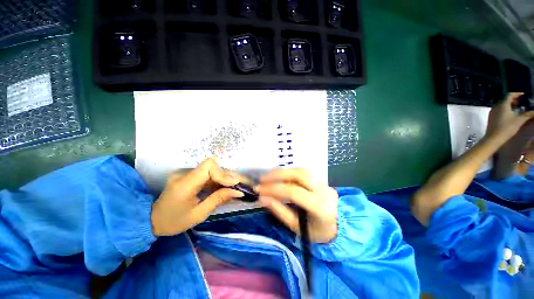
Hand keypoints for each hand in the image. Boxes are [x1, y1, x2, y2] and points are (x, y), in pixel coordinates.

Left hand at [151, 157, 243, 235]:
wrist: (152, 220)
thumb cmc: (174, 221)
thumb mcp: (199, 214)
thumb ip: (218, 199)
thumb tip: (238, 192)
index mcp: (185, 184)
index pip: (208, 166)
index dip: (223, 173)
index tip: (234, 184)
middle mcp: (184, 173)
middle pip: (212, 167)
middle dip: (227, 176)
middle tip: (240, 186)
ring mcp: (185, 172)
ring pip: (211, 170)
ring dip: (224, 178)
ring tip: (234, 187)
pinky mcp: (188, 174)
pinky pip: (206, 174)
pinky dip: (217, 180)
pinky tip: (223, 188)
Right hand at [256, 169, 338, 243]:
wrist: (339, 227)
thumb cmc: (316, 232)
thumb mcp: (296, 227)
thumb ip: (279, 211)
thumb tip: (262, 198)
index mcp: (320, 208)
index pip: (294, 192)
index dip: (274, 189)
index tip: (260, 191)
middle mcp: (324, 191)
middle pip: (299, 175)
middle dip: (278, 174)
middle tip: (263, 179)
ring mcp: (325, 184)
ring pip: (302, 170)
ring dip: (284, 171)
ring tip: (269, 176)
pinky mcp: (322, 180)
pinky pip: (304, 172)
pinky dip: (290, 172)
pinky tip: (281, 176)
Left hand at [487, 93, 533, 139]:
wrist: (493, 138)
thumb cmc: (507, 128)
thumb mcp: (519, 120)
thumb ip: (528, 114)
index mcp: (503, 105)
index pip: (510, 95)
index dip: (517, 94)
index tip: (524, 95)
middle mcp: (496, 106)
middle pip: (506, 99)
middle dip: (514, 99)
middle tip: (522, 101)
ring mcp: (492, 111)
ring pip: (502, 104)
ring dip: (510, 104)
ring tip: (518, 107)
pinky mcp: (491, 117)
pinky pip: (499, 109)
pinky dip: (505, 108)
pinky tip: (511, 113)